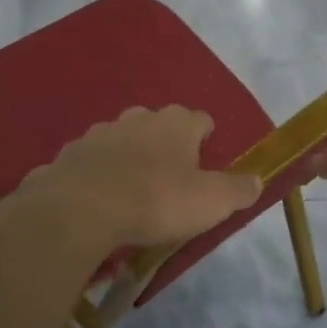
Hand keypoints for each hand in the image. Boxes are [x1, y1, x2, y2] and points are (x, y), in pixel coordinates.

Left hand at [24, 106, 261, 246]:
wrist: (81, 209)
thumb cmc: (156, 200)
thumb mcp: (211, 202)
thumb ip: (238, 190)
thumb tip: (257, 180)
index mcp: (176, 123)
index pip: (201, 120)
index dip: (206, 138)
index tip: (207, 161)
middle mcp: (138, 118)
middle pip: (159, 126)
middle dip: (165, 146)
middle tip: (171, 179)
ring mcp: (99, 133)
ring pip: (122, 140)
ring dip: (129, 158)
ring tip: (132, 191)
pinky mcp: (69, 154)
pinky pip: (91, 161)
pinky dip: (97, 174)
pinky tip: (98, 199)